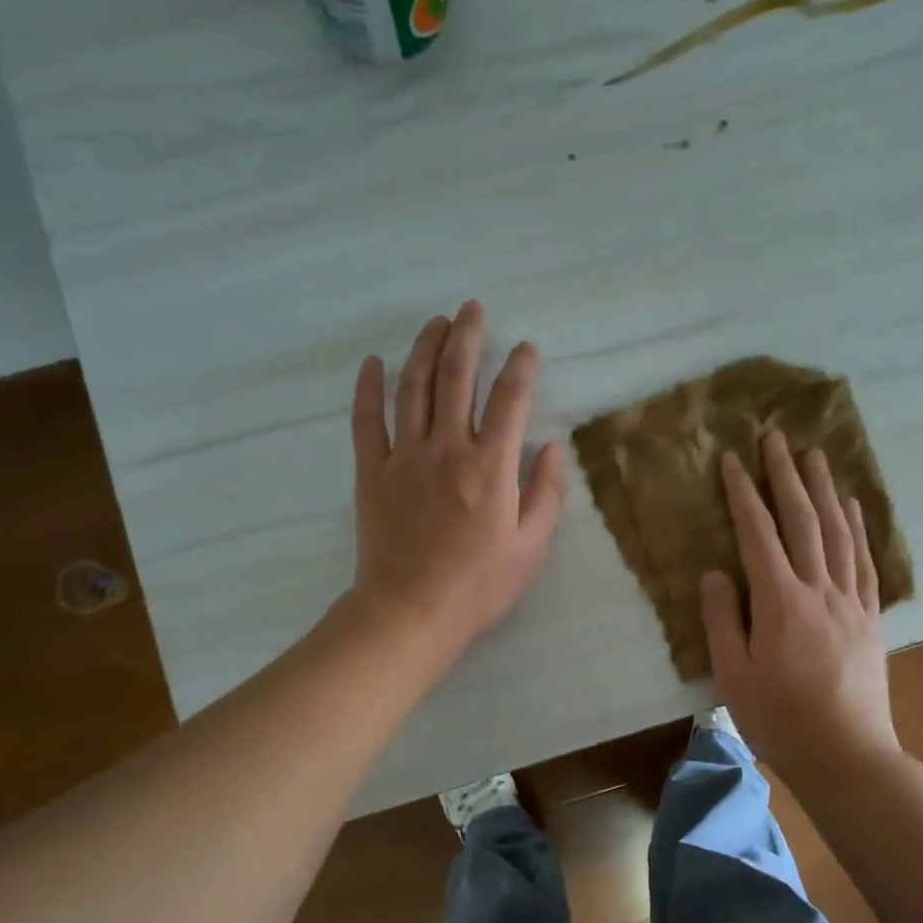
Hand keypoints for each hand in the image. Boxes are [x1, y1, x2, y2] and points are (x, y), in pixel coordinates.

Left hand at [349, 300, 566, 656]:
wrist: (410, 613)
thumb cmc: (479, 586)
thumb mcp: (532, 547)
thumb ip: (547, 493)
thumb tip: (555, 446)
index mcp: (491, 467)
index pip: (510, 401)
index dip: (521, 369)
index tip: (527, 349)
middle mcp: (447, 449)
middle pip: (457, 378)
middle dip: (468, 337)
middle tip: (472, 309)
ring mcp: (404, 457)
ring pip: (413, 388)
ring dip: (425, 349)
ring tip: (435, 323)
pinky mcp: (372, 472)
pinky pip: (366, 421)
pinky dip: (369, 388)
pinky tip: (373, 363)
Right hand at [700, 430, 902, 788]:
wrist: (847, 755)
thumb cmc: (780, 718)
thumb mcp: (733, 674)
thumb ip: (722, 619)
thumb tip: (716, 572)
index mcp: (779, 602)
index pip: (758, 534)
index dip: (743, 493)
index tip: (733, 459)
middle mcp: (818, 589)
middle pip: (802, 520)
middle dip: (786, 475)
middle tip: (777, 436)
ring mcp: (850, 600)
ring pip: (837, 532)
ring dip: (825, 489)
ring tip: (816, 455)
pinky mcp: (870, 616)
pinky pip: (864, 560)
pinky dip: (858, 527)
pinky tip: (853, 506)